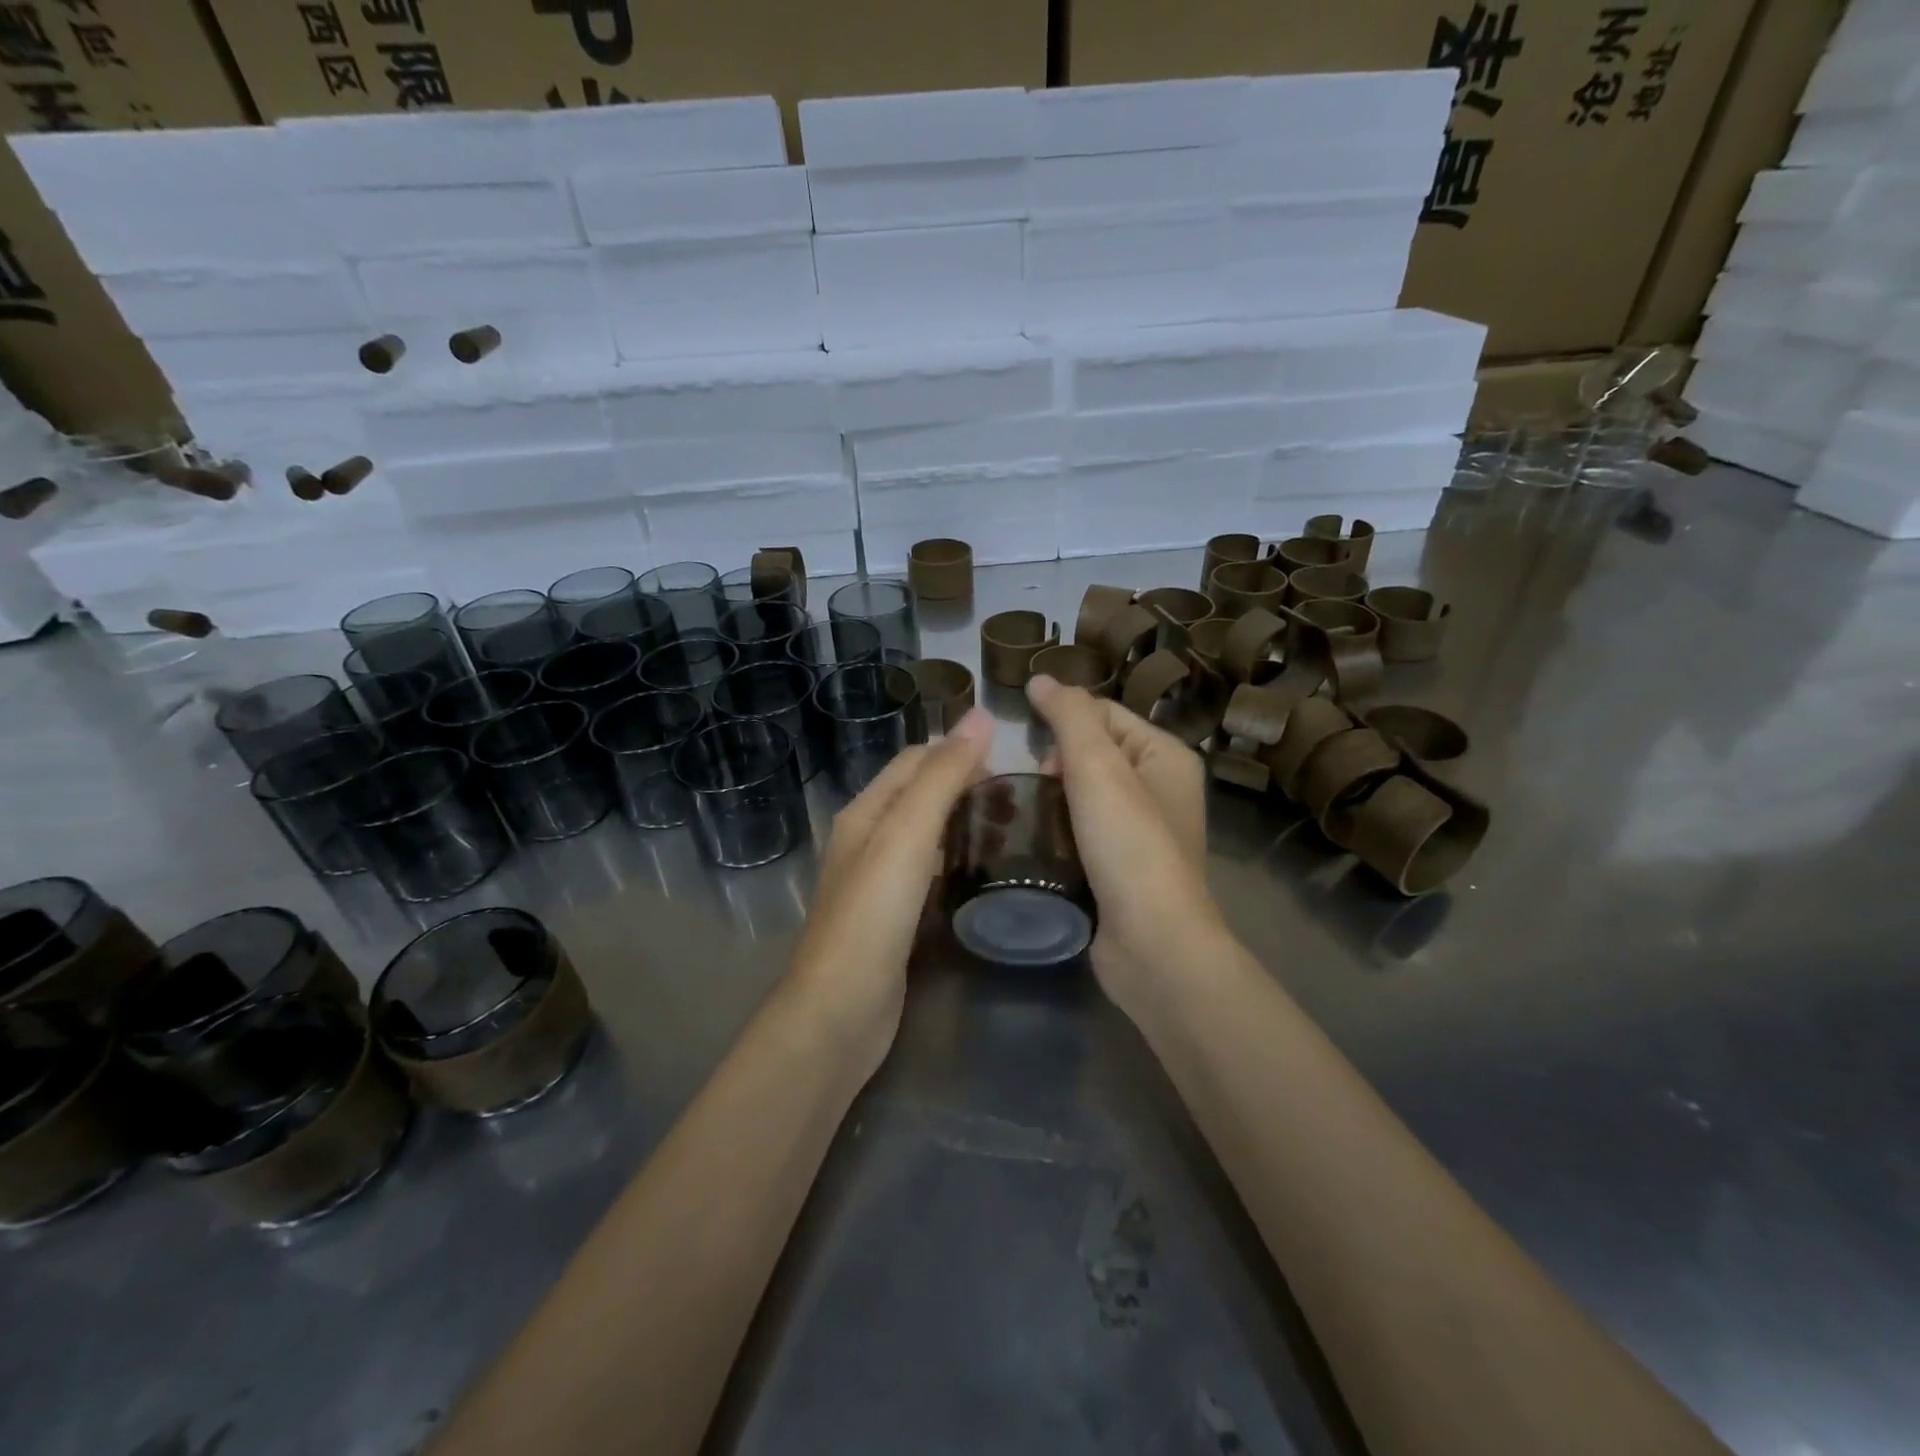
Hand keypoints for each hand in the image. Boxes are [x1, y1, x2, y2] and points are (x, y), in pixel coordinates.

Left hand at [785, 706, 993, 1074]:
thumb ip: (942, 777)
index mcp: (866, 812)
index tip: (1009, 759)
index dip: (957, 751)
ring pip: (926, 835)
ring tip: (1013, 830)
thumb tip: (980, 716)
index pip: (914, 760)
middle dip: (964, 785)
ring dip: (963, 823)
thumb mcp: (907, 835)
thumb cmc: (872, 915)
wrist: (839, 1012)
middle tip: (1020, 797)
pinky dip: (956, 862)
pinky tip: (983, 873)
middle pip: (920, 795)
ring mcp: (879, 882)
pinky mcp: (893, 918)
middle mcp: (868, 840)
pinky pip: (929, 873)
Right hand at [1027, 675, 1220, 1013]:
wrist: (1152, 944)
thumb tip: (1041, 679)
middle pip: (1093, 754)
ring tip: (1027, 816)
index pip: (1104, 714)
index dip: (1064, 723)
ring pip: (1083, 796)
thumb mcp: (1098, 767)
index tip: (1032, 751)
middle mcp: (1161, 789)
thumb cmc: (1129, 845)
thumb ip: (1069, 716)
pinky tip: (1037, 844)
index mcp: (1166, 756)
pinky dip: (1059, 832)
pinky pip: (1082, 832)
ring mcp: (1142, 833)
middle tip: (1036, 791)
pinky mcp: (1121, 868)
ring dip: (1052, 801)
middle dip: (1057, 765)